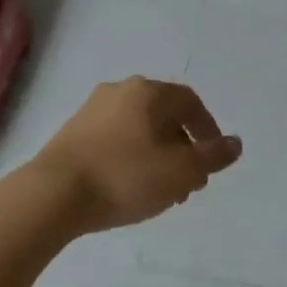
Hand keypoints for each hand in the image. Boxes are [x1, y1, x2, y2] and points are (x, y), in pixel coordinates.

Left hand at [29, 77, 241, 234]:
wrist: (52, 195)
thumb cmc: (125, 177)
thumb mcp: (181, 171)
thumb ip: (212, 156)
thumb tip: (235, 143)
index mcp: (148, 92)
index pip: (190, 102)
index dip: (207, 129)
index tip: (212, 159)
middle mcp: (119, 91)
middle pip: (163, 115)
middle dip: (182, 148)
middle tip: (190, 182)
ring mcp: (91, 111)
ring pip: (138, 129)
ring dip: (158, 155)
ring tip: (163, 191)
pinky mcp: (71, 133)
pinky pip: (114, 140)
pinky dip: (131, 158)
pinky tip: (130, 188)